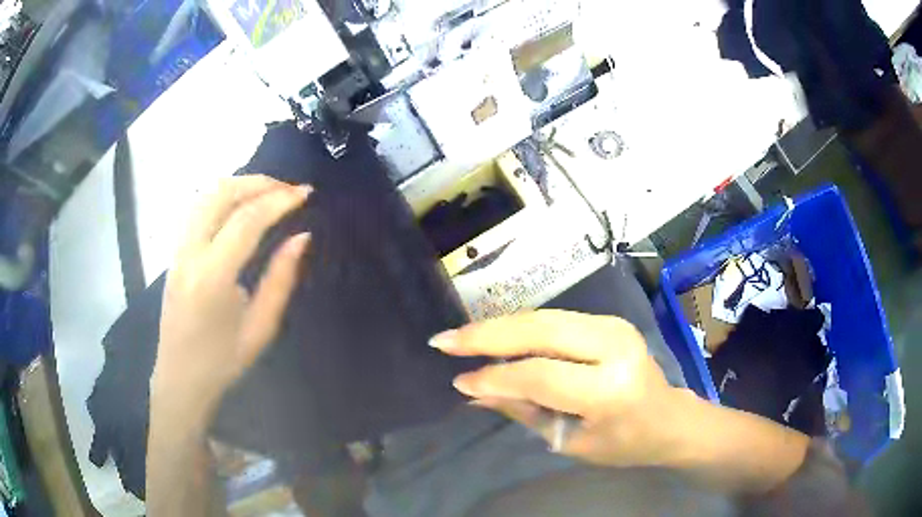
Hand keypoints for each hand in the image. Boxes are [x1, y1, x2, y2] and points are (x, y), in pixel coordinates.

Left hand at [151, 176, 311, 425]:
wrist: (180, 378)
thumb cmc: (223, 362)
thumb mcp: (261, 327)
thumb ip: (281, 279)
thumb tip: (301, 237)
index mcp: (212, 277)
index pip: (247, 220)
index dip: (279, 201)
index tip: (306, 193)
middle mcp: (190, 254)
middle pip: (221, 194)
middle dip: (259, 183)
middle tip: (289, 189)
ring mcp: (178, 251)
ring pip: (206, 196)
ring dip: (239, 186)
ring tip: (269, 193)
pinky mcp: (175, 253)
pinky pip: (198, 210)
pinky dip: (223, 197)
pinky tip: (241, 207)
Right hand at [430, 310, 696, 468]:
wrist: (669, 419)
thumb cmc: (624, 443)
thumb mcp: (571, 441)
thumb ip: (523, 411)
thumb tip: (474, 392)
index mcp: (611, 389)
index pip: (541, 375)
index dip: (495, 377)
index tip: (458, 379)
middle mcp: (614, 347)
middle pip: (540, 330)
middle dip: (487, 335)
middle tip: (444, 340)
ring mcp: (614, 326)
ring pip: (544, 317)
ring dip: (499, 326)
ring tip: (461, 336)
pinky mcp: (609, 320)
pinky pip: (554, 319)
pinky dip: (520, 326)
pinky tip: (494, 334)